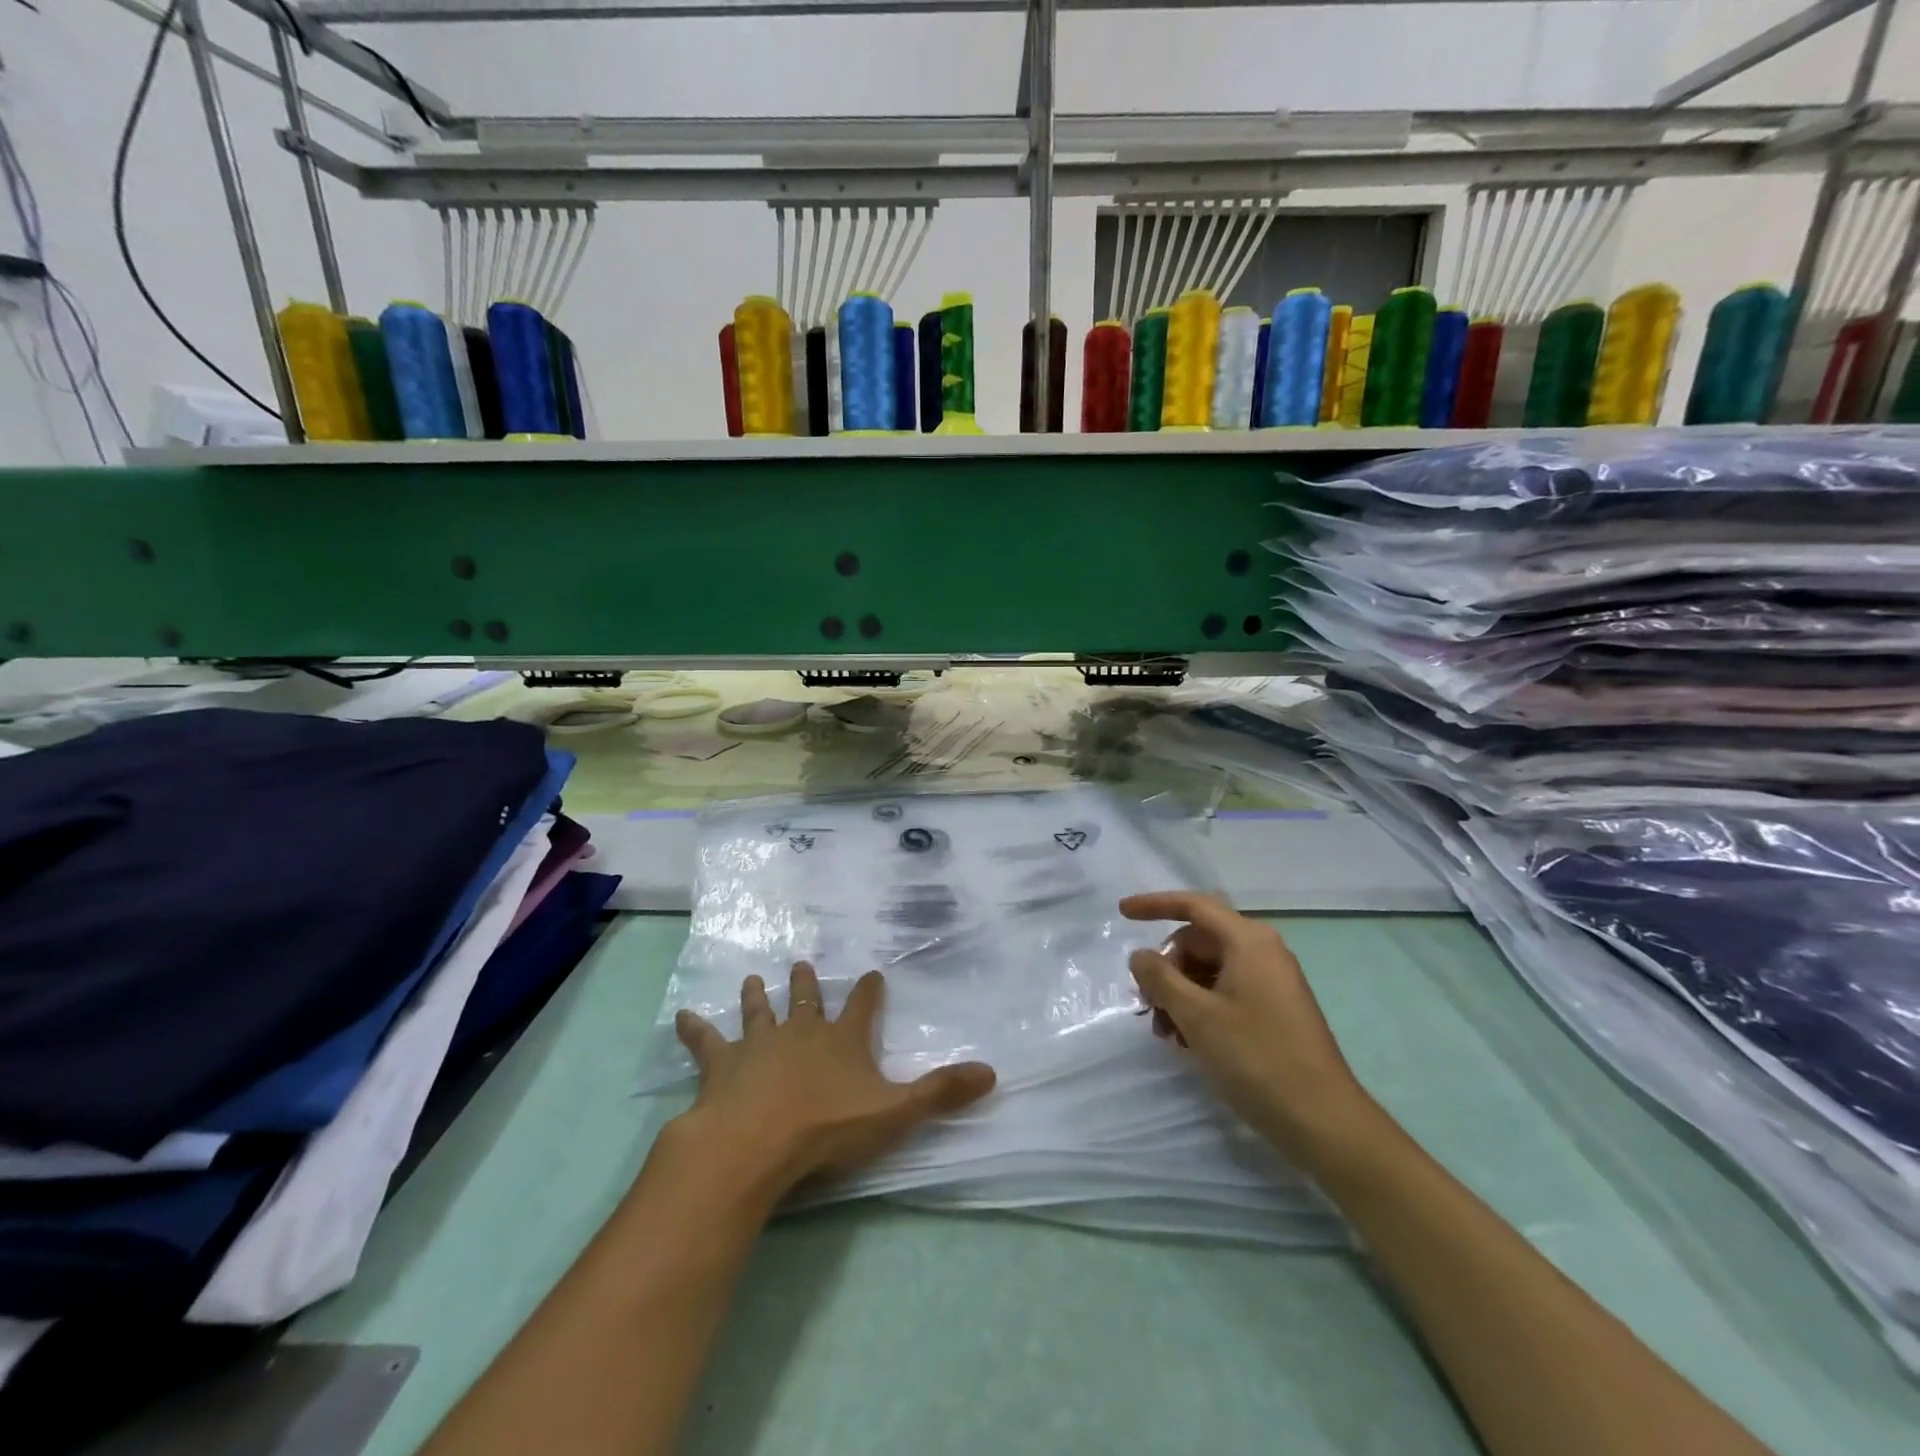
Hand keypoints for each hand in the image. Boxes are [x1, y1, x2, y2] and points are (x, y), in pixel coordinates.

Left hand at [670, 963, 995, 1197]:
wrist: (755, 1143)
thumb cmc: (827, 1129)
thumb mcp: (894, 1114)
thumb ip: (941, 1093)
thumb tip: (993, 1072)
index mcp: (842, 1041)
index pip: (862, 1007)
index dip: (870, 992)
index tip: (874, 974)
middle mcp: (801, 1032)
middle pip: (806, 1001)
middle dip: (807, 983)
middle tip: (802, 963)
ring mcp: (758, 1045)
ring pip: (760, 1013)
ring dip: (758, 997)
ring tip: (754, 978)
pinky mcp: (720, 1065)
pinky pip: (705, 1042)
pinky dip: (694, 1029)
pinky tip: (681, 1016)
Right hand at [1120, 891, 1380, 1172]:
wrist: (1324, 1122)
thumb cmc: (1257, 1059)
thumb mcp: (1197, 1016)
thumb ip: (1160, 978)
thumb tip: (1140, 955)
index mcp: (1249, 941)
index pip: (1194, 905)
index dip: (1154, 904)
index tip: (1121, 912)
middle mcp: (1263, 952)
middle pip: (1198, 941)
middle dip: (1166, 967)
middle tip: (1146, 1004)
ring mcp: (1271, 982)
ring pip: (1208, 970)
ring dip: (1179, 994)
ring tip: (1164, 1033)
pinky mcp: (1273, 1010)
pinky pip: (1224, 992)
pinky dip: (1199, 1008)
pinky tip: (1186, 1041)